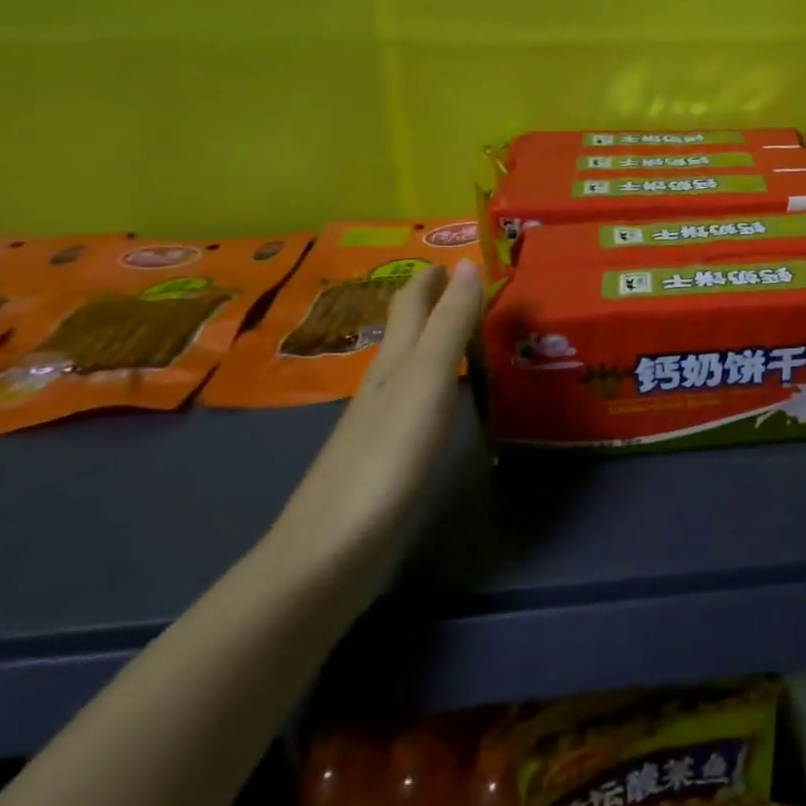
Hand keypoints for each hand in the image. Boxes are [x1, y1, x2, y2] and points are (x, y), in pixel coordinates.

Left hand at [265, 261, 483, 589]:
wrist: (332, 551)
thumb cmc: (387, 455)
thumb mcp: (427, 379)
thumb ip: (449, 323)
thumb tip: (465, 262)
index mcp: (395, 360)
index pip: (412, 302)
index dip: (431, 276)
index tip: (459, 254)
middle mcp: (385, 383)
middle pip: (409, 330)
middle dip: (435, 302)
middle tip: (473, 285)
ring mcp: (383, 422)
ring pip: (413, 365)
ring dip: (438, 341)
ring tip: (472, 331)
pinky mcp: (389, 458)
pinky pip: (420, 401)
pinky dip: (439, 383)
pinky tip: (449, 396)